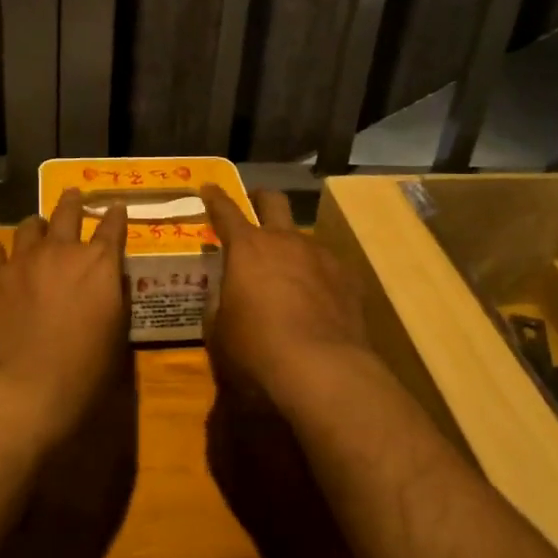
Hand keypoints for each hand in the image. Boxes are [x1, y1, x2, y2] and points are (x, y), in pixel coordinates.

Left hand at [0, 189, 129, 438]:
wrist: (25, 387)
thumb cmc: (83, 369)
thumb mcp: (116, 334)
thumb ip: (114, 298)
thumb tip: (110, 279)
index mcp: (99, 263)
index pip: (113, 227)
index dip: (116, 215)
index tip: (116, 207)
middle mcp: (62, 251)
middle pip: (68, 212)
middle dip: (73, 201)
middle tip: (73, 194)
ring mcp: (23, 260)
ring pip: (29, 226)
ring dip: (37, 225)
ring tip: (37, 227)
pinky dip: (2, 253)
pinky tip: (1, 258)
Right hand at [202, 185, 373, 400]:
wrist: (322, 370)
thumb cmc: (256, 349)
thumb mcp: (219, 333)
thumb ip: (218, 305)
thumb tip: (223, 296)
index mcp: (247, 248)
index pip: (225, 211)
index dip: (215, 198)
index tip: (209, 187)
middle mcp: (285, 241)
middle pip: (274, 200)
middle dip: (261, 198)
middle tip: (254, 206)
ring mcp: (321, 256)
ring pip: (303, 237)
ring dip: (292, 247)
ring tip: (288, 275)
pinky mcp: (349, 279)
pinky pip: (327, 267)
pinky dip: (317, 276)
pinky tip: (316, 301)